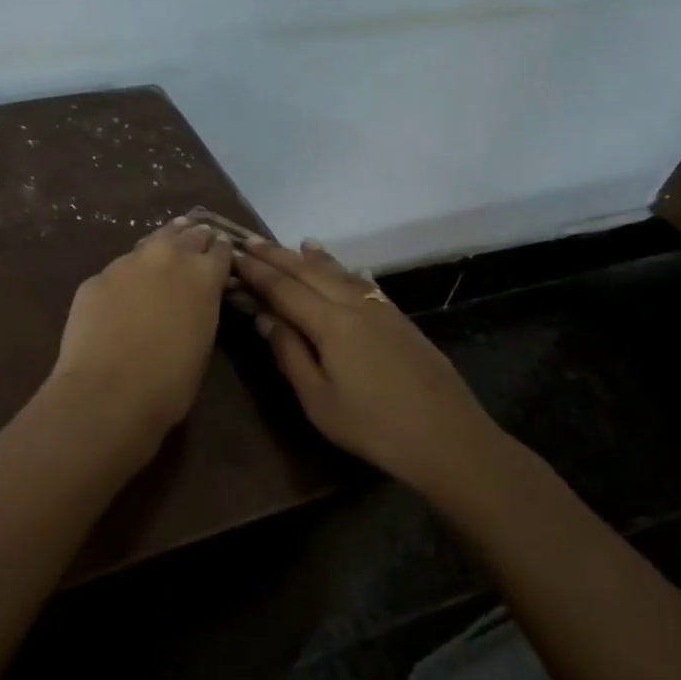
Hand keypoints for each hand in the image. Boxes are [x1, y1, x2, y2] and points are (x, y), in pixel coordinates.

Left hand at [49, 216, 232, 438]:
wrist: (107, 393)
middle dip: (193, 240)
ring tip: (161, 256)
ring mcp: (126, 263)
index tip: (222, 256)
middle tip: (195, 247)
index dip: (222, 252)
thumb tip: (194, 301)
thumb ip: (202, 309)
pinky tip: (121, 294)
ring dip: (159, 249)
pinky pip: (117, 271)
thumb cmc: (169, 383)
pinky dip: (125, 277)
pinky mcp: (95, 278)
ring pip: (149, 243)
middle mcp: (167, 256)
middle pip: (187, 234)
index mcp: (204, 275)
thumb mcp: (203, 343)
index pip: (221, 249)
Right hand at [233, 239, 502, 493]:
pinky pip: (365, 283)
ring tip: (295, 244)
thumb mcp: (318, 400)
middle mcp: (354, 305)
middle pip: (310, 272)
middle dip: (278, 256)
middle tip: (251, 242)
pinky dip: (347, 270)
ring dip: (313, 258)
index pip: (283, 288)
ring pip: (340, 273)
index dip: (257, 271)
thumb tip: (264, 317)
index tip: (233, 255)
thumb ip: (290, 353)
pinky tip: (347, 269)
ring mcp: (381, 309)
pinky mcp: (400, 320)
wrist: (447, 437)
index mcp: (330, 323)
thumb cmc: (372, 426)